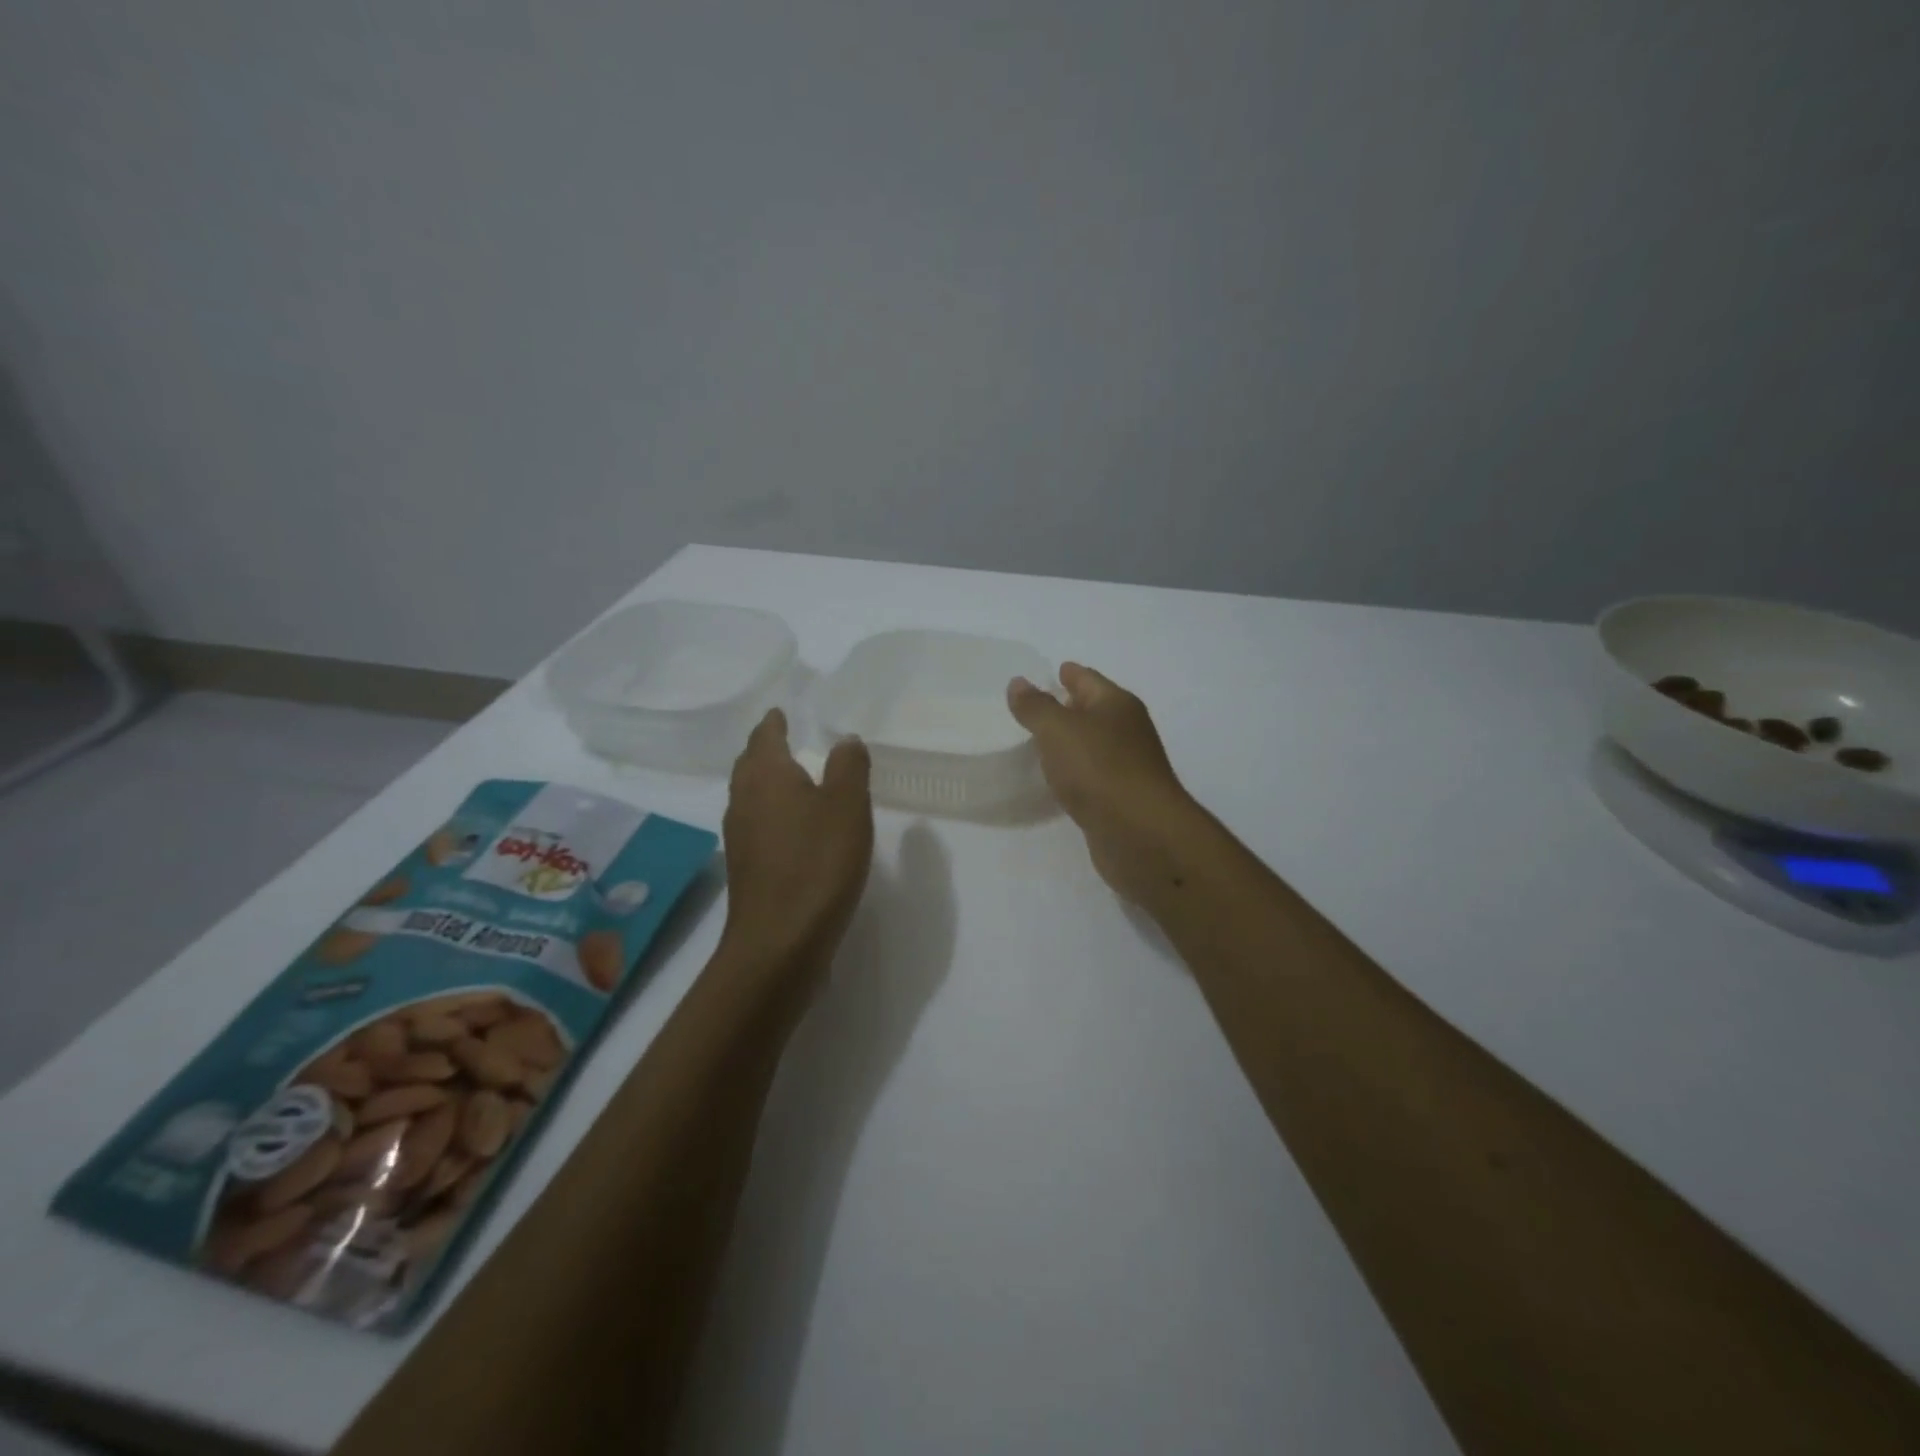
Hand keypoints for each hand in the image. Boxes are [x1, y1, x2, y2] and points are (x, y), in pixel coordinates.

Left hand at [720, 709, 874, 983]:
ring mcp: (740, 836)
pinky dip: (771, 812)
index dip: (774, 722)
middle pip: (750, 764)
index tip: (782, 712)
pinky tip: (791, 826)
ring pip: (750, 795)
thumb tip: (845, 740)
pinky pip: (757, 823)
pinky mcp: (746, 868)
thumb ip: (849, 767)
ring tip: (792, 778)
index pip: (765, 736)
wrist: (780, 941)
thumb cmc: (817, 863)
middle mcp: (744, 799)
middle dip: (765, 749)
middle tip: (785, 739)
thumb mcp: (847, 806)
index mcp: (766, 775)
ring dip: (767, 781)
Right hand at [1007, 663, 1199, 903]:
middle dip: (1069, 707)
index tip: (1053, 670)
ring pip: (1093, 745)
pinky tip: (1059, 780)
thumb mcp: (1058, 730)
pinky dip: (1075, 772)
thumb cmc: (1099, 769)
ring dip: (1071, 743)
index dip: (1069, 674)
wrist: (1140, 834)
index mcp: (1117, 705)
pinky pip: (1092, 776)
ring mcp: (1127, 767)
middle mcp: (1127, 731)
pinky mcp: (1121, 799)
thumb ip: (1035, 706)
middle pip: (1094, 711)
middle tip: (1036, 708)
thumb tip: (1019, 683)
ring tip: (1040, 743)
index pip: (1088, 679)